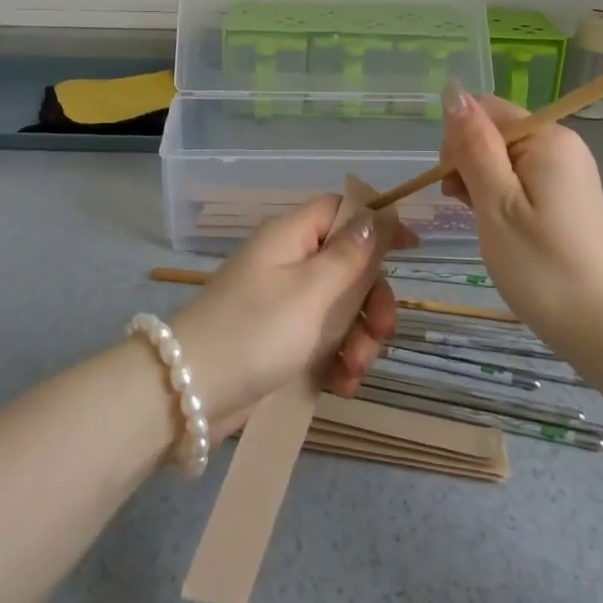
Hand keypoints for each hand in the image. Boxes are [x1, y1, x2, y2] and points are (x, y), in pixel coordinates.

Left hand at [172, 195, 409, 422]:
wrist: (191, 392)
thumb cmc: (257, 330)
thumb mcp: (312, 290)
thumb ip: (350, 254)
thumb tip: (376, 216)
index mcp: (291, 236)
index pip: (340, 210)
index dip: (376, 224)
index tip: (411, 249)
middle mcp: (288, 261)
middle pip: (348, 264)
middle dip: (372, 300)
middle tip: (383, 331)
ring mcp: (283, 302)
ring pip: (341, 307)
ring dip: (359, 338)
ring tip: (356, 370)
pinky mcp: (279, 340)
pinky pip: (322, 340)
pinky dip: (338, 360)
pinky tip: (342, 385)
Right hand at [440, 86, 602, 347]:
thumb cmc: (542, 266)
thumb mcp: (496, 203)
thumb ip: (473, 146)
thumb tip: (452, 92)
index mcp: (546, 137)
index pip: (483, 110)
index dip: (458, 141)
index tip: (454, 185)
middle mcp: (561, 143)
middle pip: (493, 131)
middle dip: (468, 163)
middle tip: (468, 209)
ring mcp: (566, 170)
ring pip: (502, 157)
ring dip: (481, 183)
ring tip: (483, 223)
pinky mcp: (567, 195)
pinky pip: (520, 178)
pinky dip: (500, 196)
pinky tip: (499, 226)